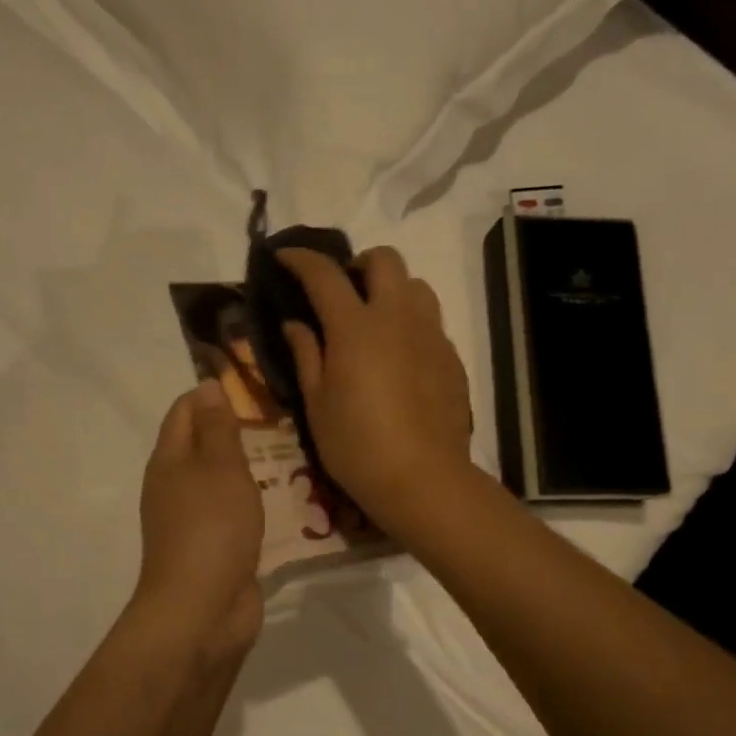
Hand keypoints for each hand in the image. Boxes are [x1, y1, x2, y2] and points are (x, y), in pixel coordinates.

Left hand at [133, 380, 264, 668]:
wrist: (202, 610)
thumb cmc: (211, 528)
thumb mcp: (220, 468)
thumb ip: (218, 428)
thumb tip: (206, 387)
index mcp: (169, 461)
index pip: (185, 412)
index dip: (211, 394)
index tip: (251, 385)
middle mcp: (175, 487)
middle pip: (202, 446)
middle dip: (235, 430)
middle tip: (281, 418)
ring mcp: (193, 521)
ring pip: (221, 482)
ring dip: (249, 468)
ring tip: (290, 453)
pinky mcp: (214, 549)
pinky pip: (234, 514)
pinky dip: (254, 503)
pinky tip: (285, 501)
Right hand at [279, 246, 473, 536]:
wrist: (422, 478)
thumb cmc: (356, 445)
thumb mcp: (317, 404)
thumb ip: (306, 354)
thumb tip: (295, 324)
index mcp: (356, 327)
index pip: (324, 274)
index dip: (301, 259)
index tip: (284, 257)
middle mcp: (397, 318)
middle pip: (384, 260)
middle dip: (358, 265)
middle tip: (342, 293)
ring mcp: (431, 335)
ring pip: (416, 285)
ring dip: (391, 289)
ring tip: (375, 321)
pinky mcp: (451, 357)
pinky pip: (431, 321)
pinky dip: (410, 323)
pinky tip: (399, 358)